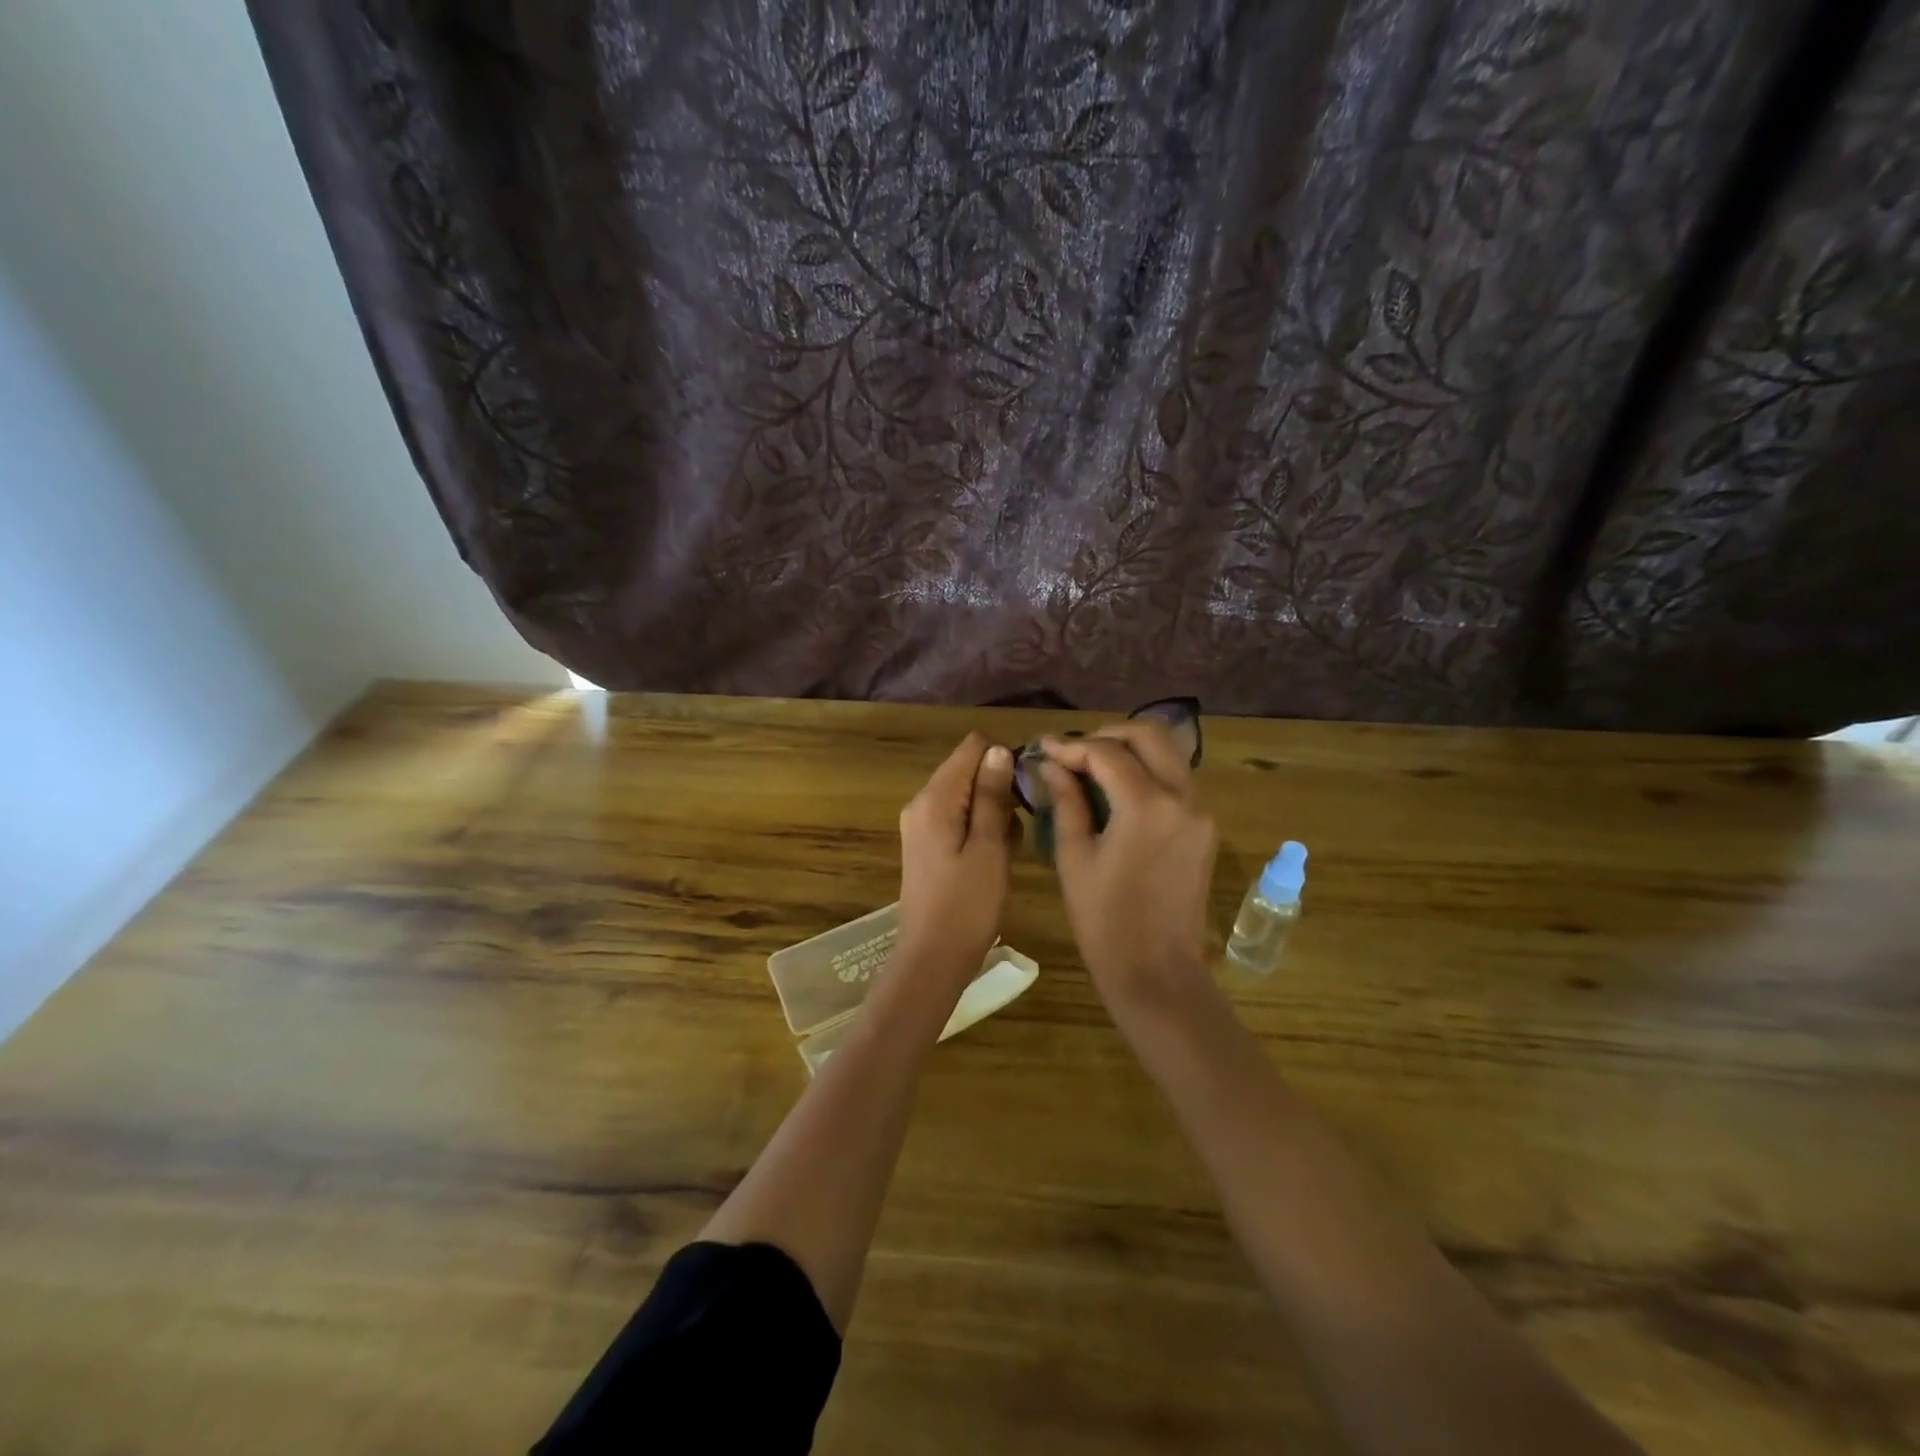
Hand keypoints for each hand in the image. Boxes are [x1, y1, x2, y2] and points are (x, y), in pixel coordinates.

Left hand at [896, 733, 1018, 983]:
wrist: (932, 958)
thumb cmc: (967, 904)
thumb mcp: (989, 847)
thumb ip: (992, 796)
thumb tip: (998, 749)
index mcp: (935, 798)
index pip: (972, 747)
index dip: (1003, 758)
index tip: (1025, 791)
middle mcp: (922, 803)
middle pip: (968, 770)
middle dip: (999, 790)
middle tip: (1017, 830)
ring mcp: (921, 824)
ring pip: (967, 797)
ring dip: (993, 814)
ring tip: (1007, 851)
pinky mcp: (927, 844)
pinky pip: (959, 819)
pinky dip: (980, 830)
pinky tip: (993, 860)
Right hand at [1041, 723, 1218, 1027]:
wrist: (1158, 973)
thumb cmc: (1105, 922)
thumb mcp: (1074, 858)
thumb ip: (1066, 802)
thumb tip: (1052, 765)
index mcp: (1147, 806)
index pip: (1106, 753)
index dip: (1071, 746)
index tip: (1043, 749)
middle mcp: (1183, 798)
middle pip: (1149, 735)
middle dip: (1107, 734)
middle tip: (1073, 751)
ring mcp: (1201, 812)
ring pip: (1169, 754)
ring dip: (1131, 750)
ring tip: (1092, 765)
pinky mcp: (1205, 828)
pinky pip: (1177, 781)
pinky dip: (1148, 771)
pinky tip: (1119, 789)